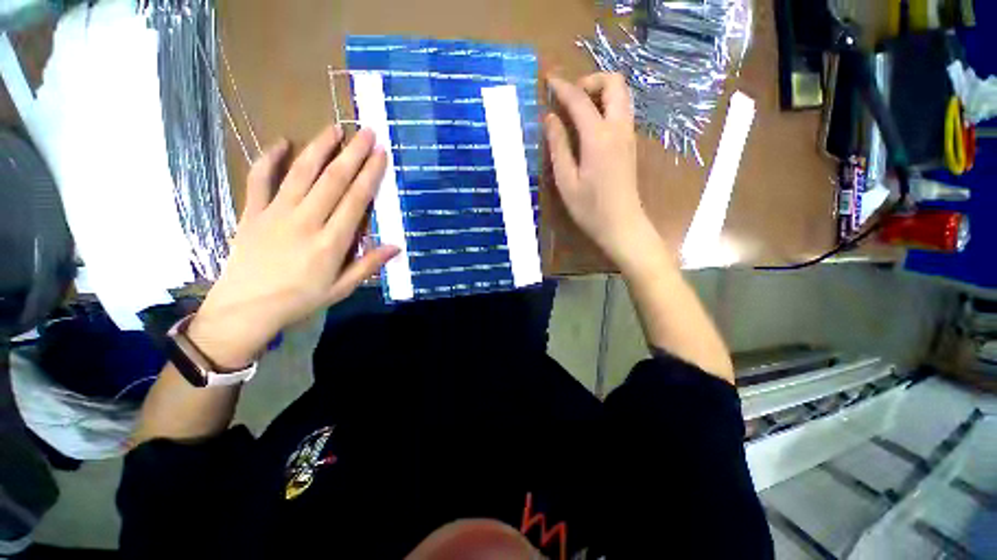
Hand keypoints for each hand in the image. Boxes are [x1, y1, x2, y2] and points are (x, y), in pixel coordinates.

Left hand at [187, 126, 397, 368]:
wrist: (245, 309)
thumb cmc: (299, 301)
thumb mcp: (341, 289)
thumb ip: (368, 265)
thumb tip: (396, 247)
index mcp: (331, 242)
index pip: (355, 200)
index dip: (370, 175)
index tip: (381, 155)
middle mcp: (306, 221)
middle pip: (333, 180)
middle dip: (353, 154)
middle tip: (367, 132)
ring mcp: (276, 213)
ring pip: (301, 173)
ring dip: (320, 148)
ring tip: (335, 128)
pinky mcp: (252, 212)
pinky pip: (260, 179)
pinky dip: (269, 159)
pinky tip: (282, 142)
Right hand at [544, 73, 661, 272]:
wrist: (622, 226)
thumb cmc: (590, 208)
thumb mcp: (566, 180)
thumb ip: (558, 146)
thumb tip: (550, 118)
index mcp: (599, 137)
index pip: (580, 100)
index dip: (563, 87)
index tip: (548, 81)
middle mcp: (618, 128)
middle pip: (614, 83)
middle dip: (590, 81)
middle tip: (570, 99)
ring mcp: (628, 135)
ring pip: (621, 96)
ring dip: (600, 93)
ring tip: (577, 111)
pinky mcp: (630, 145)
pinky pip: (621, 111)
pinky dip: (606, 107)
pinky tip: (589, 127)